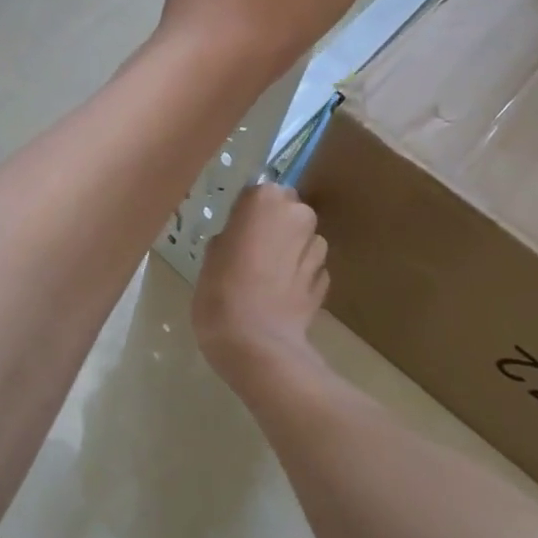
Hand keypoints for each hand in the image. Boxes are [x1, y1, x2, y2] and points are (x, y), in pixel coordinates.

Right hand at [193, 182, 328, 382]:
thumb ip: (231, 236)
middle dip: (275, 228)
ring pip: (303, 241)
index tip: (236, 234)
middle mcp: (299, 215)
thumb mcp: (211, 256)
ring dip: (290, 252)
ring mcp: (317, 248)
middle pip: (288, 212)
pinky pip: (310, 270)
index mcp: (266, 199)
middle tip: (250, 255)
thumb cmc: (221, 292)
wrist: (257, 344)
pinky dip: (299, 278)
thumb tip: (240, 237)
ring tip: (266, 280)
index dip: (248, 214)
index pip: (259, 193)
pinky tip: (280, 298)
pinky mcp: (326, 280)